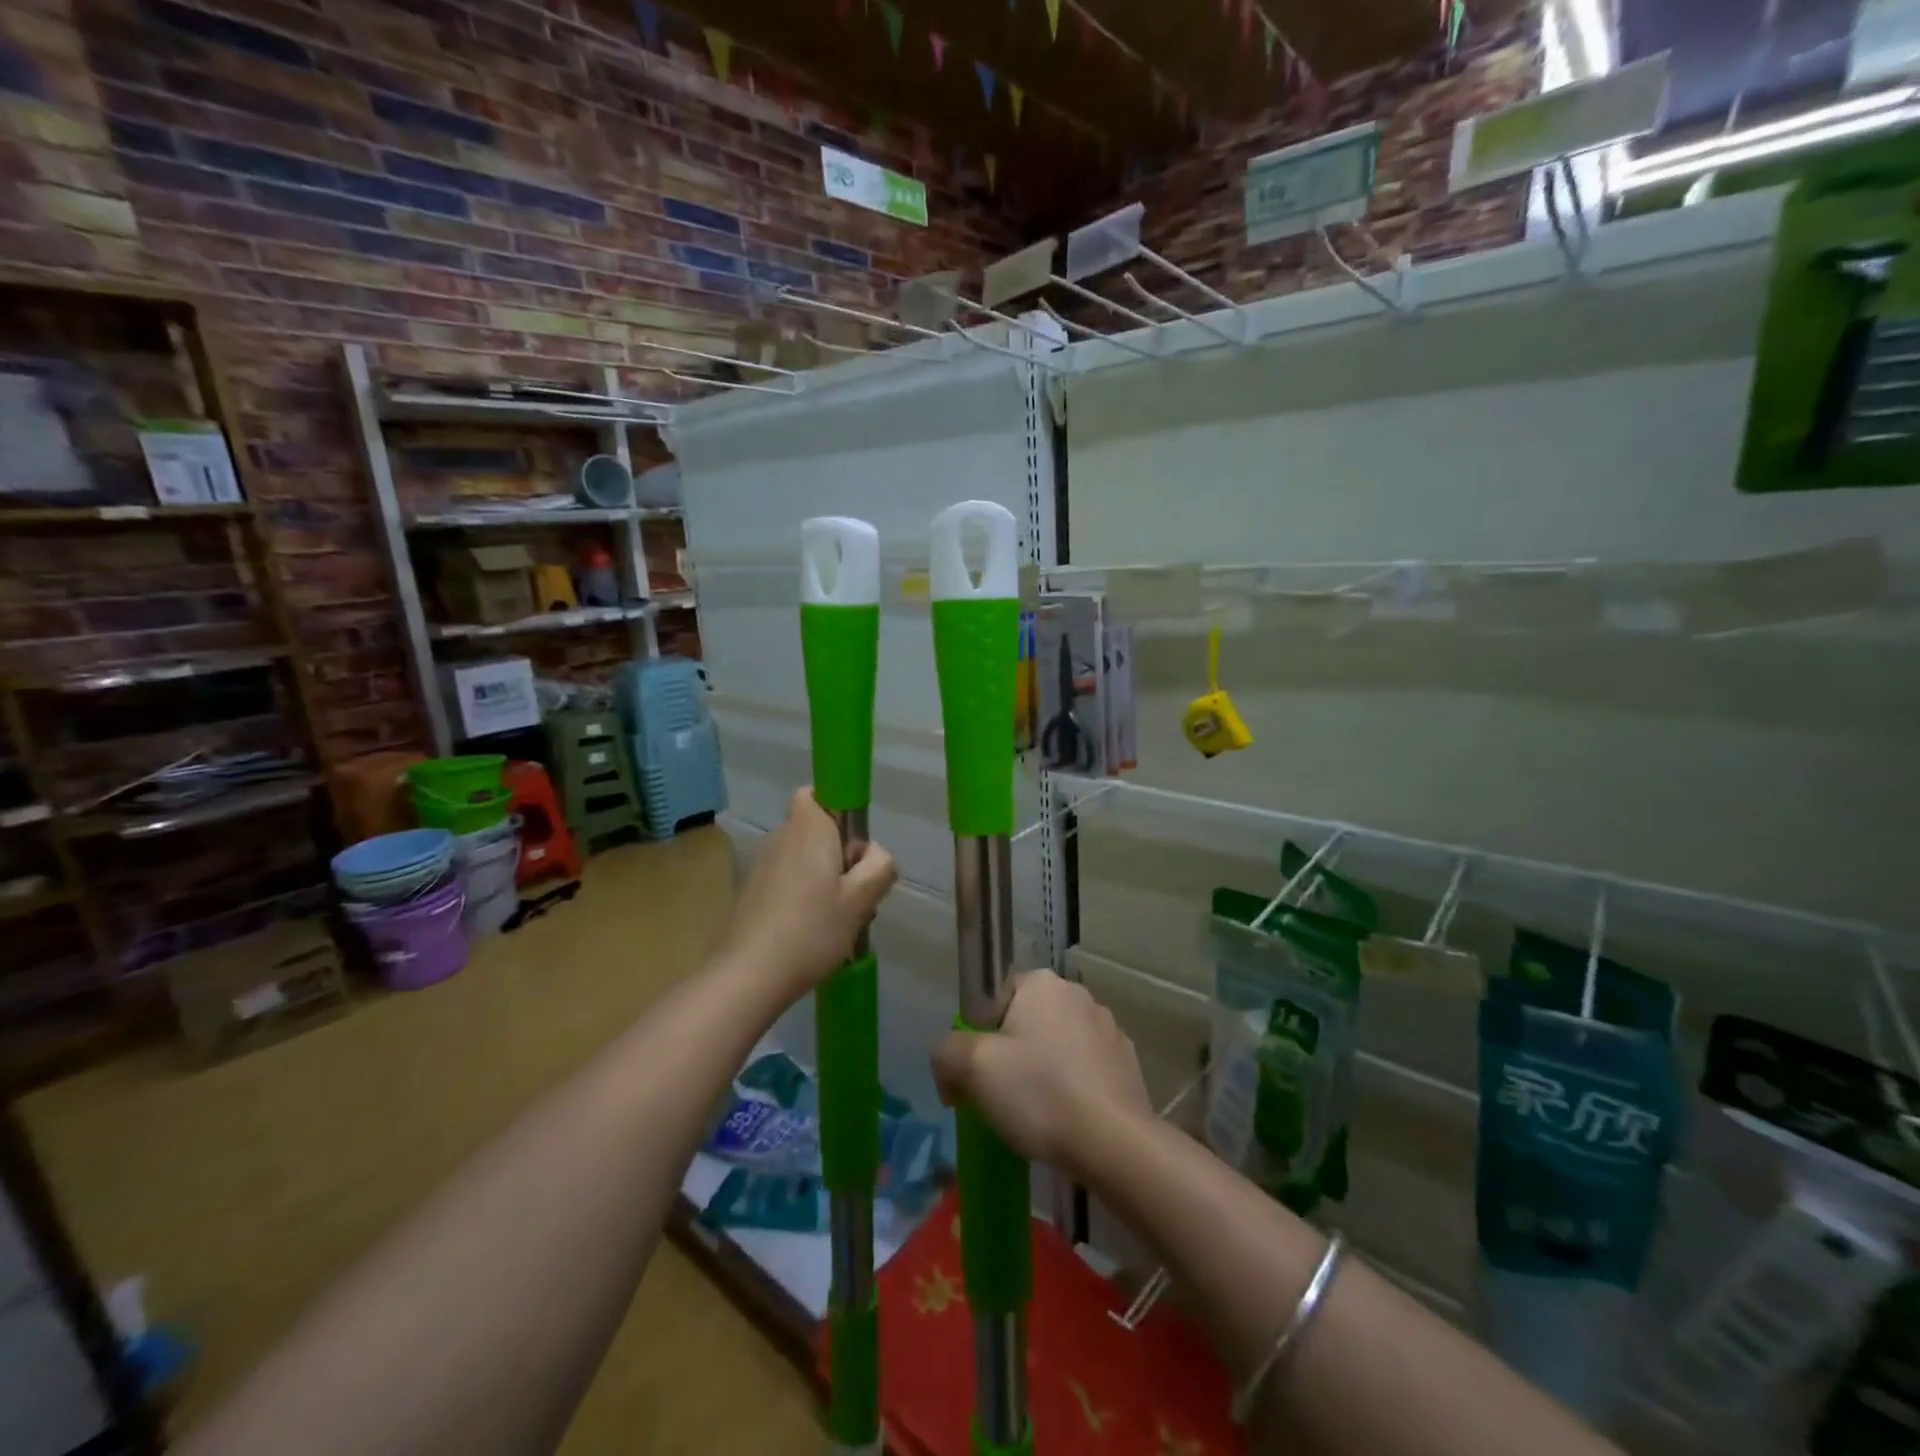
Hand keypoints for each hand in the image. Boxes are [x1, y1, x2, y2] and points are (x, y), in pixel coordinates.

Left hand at [719, 788, 895, 995]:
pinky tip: (812, 932)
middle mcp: (781, 837)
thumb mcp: (860, 900)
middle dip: (839, 853)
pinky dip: (803, 896)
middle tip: (856, 893)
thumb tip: (874, 855)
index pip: (817, 792)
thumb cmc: (811, 930)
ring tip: (837, 920)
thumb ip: (879, 867)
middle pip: (816, 829)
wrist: (747, 975)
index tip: (852, 847)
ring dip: (824, 879)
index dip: (838, 810)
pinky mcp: (752, 891)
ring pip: (803, 857)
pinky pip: (788, 879)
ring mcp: (762, 865)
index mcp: (808, 828)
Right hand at [932, 970, 1152, 1174]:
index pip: (998, 996)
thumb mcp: (973, 1069)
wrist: (1114, 1143)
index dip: (981, 1033)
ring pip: (1059, 1046)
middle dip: (1013, 1054)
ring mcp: (1109, 1028)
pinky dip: (1074, 1088)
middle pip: (1028, 1021)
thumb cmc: (1040, 1094)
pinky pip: (1086, 1069)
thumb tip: (949, 1067)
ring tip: (1038, 1116)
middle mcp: (1079, 994)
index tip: (979, 1073)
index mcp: (1042, 983)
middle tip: (1002, 1097)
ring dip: (1045, 1071)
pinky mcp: (1127, 1063)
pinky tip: (1068, 1120)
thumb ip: (946, 1053)